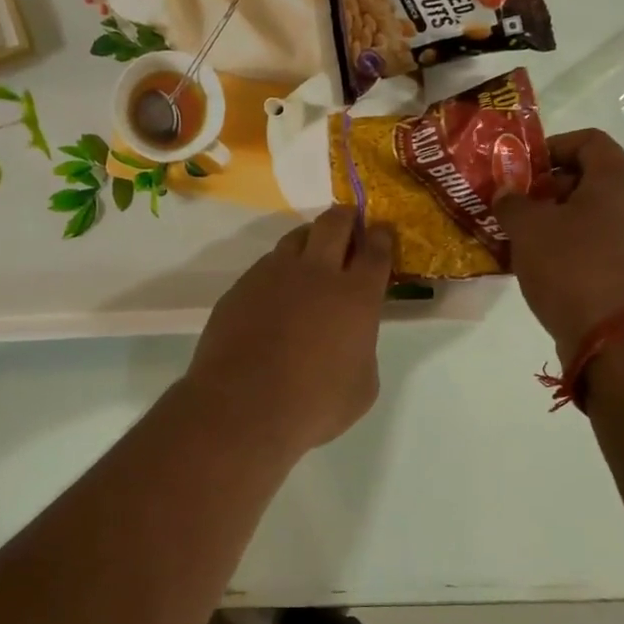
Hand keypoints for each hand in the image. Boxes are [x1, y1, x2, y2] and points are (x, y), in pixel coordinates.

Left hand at [182, 207, 394, 457]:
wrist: (242, 406)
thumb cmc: (313, 404)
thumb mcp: (362, 386)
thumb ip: (362, 349)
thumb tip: (350, 338)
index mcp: (356, 296)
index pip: (376, 251)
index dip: (382, 237)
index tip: (382, 231)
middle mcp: (316, 273)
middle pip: (335, 224)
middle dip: (346, 217)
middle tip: (349, 222)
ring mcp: (273, 274)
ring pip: (295, 237)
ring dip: (310, 237)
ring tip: (312, 250)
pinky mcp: (241, 286)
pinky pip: (266, 264)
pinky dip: (279, 268)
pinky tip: (276, 289)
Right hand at [494, 130, 623, 360]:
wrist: (617, 340)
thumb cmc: (572, 268)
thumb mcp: (529, 229)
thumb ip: (512, 203)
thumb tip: (507, 194)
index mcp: (615, 181)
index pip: (589, 141)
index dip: (553, 146)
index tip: (522, 168)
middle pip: (588, 178)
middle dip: (546, 187)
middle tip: (513, 205)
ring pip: (589, 215)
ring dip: (552, 220)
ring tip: (519, 238)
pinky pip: (594, 245)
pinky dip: (566, 247)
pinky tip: (539, 267)